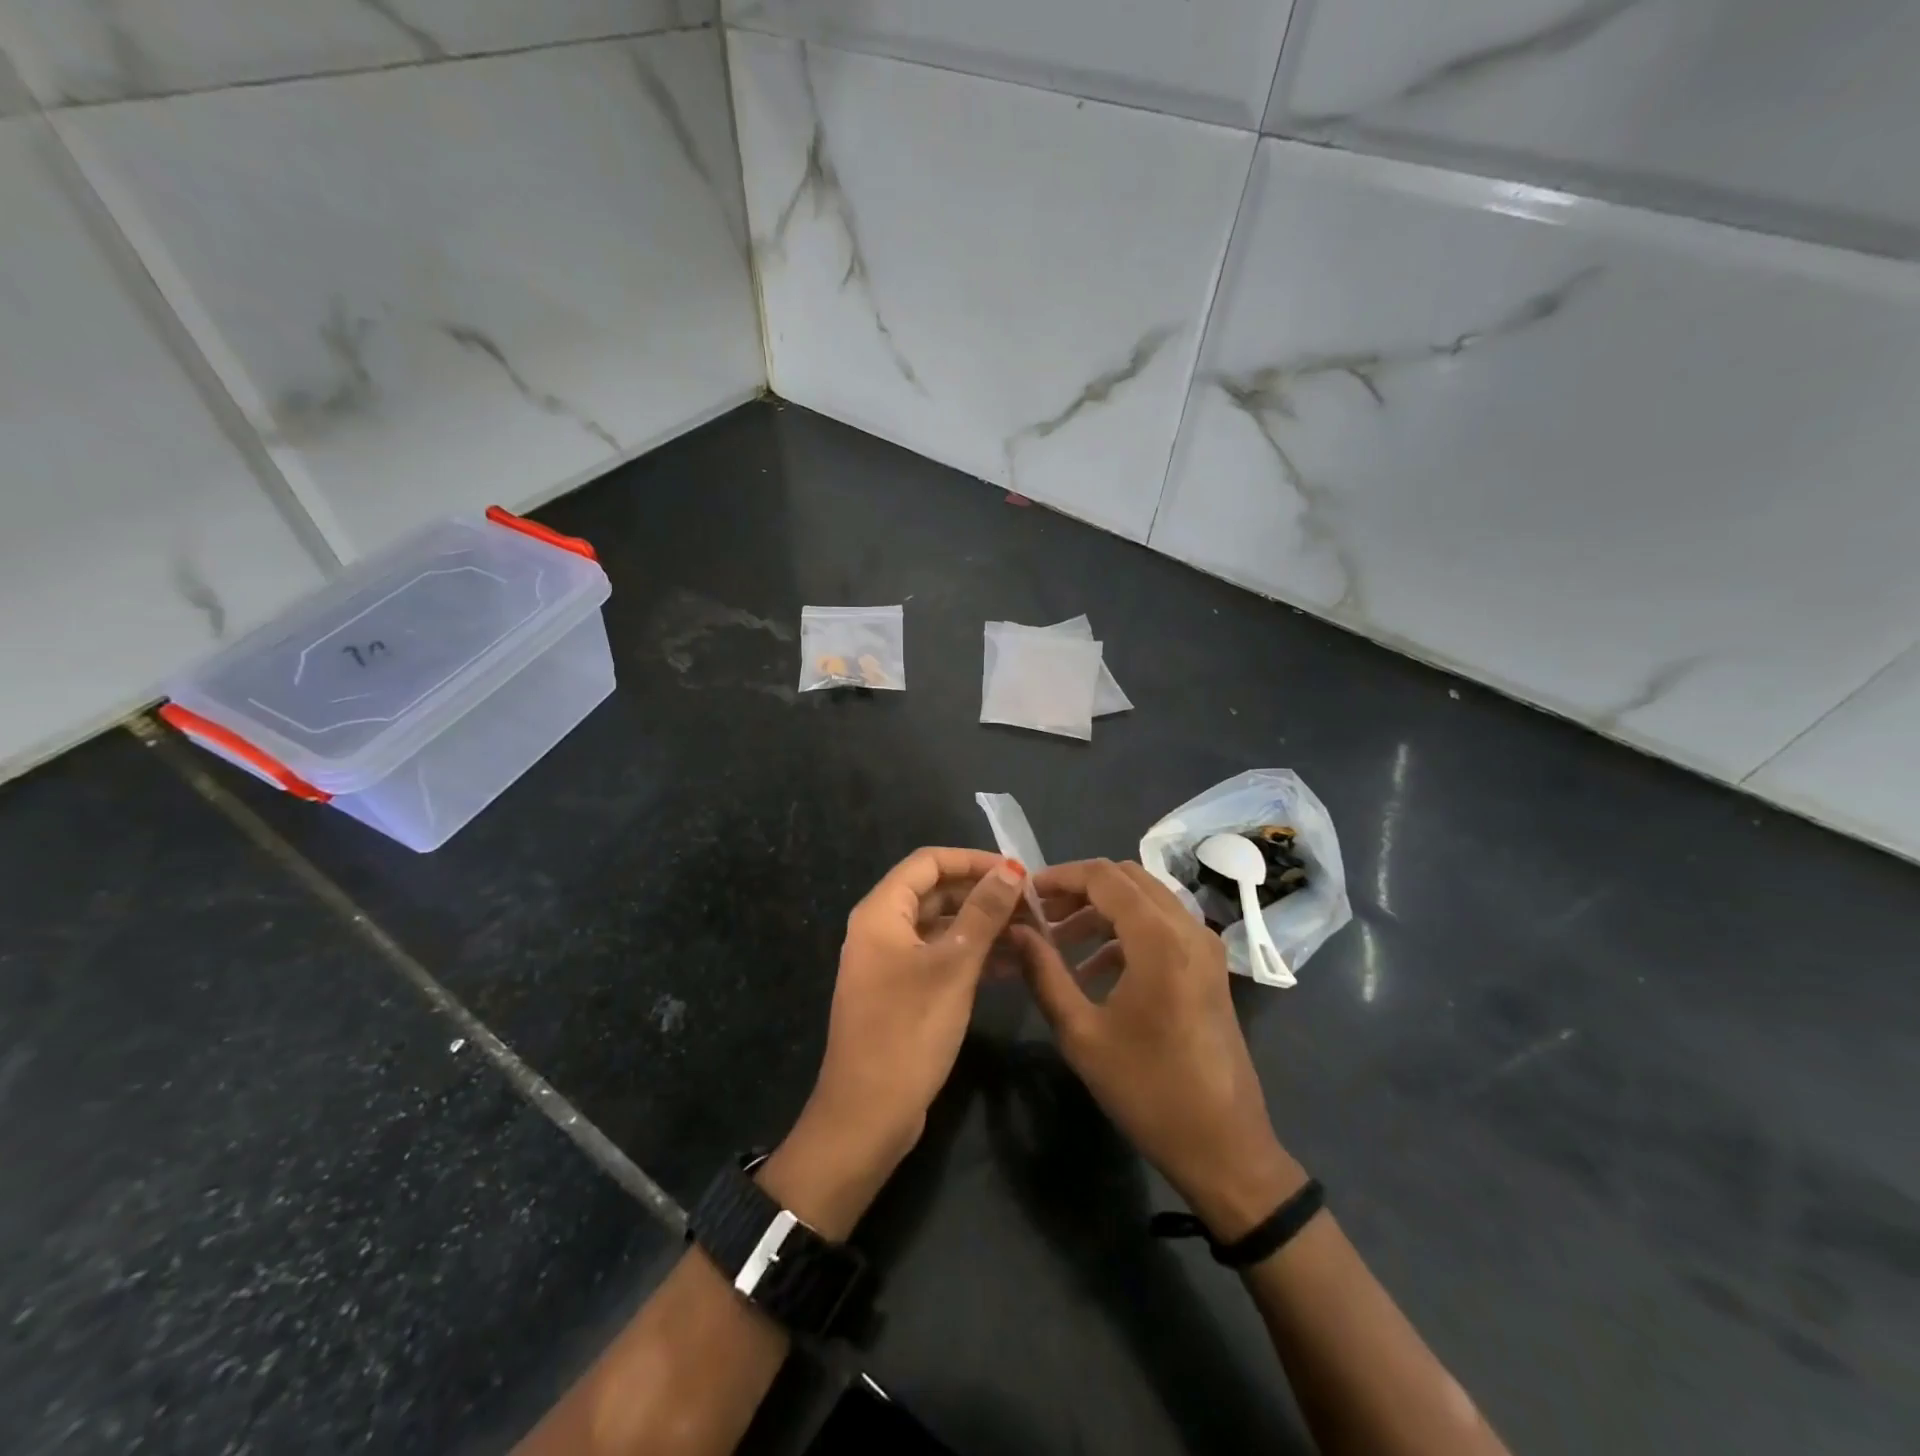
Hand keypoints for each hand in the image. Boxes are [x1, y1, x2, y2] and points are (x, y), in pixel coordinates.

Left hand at [764, 848, 1027, 1238]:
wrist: (867, 1115)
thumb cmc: (909, 1031)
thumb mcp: (953, 966)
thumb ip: (983, 913)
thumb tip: (1011, 871)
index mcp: (881, 912)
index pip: (929, 862)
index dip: (973, 860)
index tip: (1018, 872)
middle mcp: (881, 928)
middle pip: (935, 892)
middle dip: (982, 894)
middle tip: (1031, 905)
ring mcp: (889, 962)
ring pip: (940, 926)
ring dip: (981, 926)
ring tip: (1031, 932)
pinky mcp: (901, 991)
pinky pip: (939, 957)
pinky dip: (971, 955)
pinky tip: (1011, 964)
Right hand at [1012, 859, 1305, 1241]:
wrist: (1224, 1148)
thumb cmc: (1147, 1090)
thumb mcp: (1082, 1034)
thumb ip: (1044, 973)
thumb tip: (1015, 931)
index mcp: (1159, 939)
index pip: (1103, 877)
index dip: (1060, 876)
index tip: (1025, 893)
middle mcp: (1188, 929)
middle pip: (1127, 878)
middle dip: (1080, 888)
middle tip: (1041, 914)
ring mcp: (1204, 946)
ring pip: (1146, 898)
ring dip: (1102, 909)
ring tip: (1059, 940)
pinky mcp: (1209, 966)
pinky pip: (1162, 925)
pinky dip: (1125, 930)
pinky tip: (1094, 969)